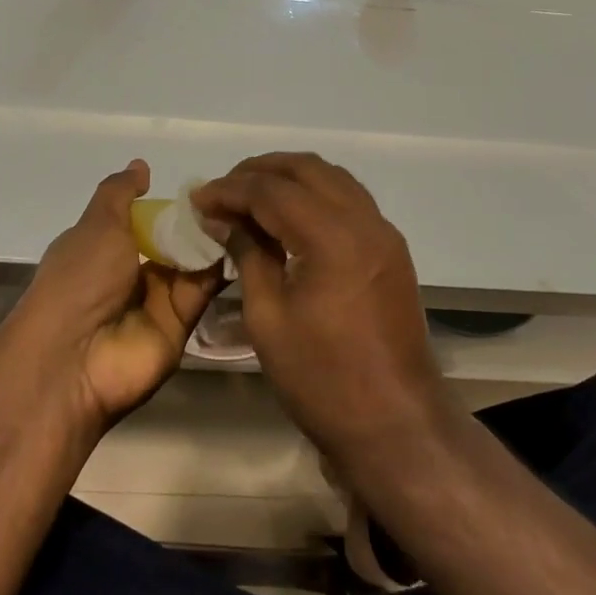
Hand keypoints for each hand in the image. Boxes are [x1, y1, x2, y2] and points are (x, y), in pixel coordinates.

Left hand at [8, 160, 224, 430]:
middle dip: (199, 220)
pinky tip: (242, 240)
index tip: (205, 186)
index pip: (146, 218)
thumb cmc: (79, 279)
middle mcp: (132, 272)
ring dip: (213, 239)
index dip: (172, 203)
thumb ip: (120, 193)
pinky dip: (219, 266)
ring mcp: (157, 299)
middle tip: (233, 197)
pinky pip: (203, 289)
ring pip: (192, 261)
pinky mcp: (181, 323)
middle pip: (174, 240)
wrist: (74, 358)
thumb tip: (141, 165)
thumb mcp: (97, 224)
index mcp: (107, 246)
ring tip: (243, 213)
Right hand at [194, 153, 449, 462]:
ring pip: (331, 177)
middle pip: (306, 168)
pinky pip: (348, 199)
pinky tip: (288, 216)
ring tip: (250, 196)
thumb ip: (247, 255)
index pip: (272, 190)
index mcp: (333, 238)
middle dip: (259, 171)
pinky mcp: (391, 248)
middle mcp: (364, 221)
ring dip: (289, 177)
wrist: (397, 426)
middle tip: (222, 191)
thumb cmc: (322, 379)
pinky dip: (314, 194)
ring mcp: (384, 232)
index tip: (198, 198)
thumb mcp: (268, 318)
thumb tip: (222, 218)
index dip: (230, 189)